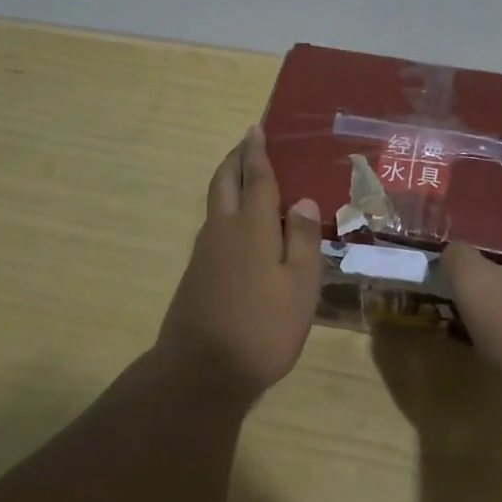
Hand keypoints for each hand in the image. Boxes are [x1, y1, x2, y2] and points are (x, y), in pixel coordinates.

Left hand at [157, 126, 323, 403]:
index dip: (258, 152)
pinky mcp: (196, 274)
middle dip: (235, 159)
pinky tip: (242, 228)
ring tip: (247, 178)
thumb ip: (304, 240)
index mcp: (253, 228)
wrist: (201, 371)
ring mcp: (205, 252)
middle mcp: (224, 230)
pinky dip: (227, 211)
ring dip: (228, 182)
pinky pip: (213, 226)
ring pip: (215, 204)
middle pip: (225, 182)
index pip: (257, 178)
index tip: (257, 129)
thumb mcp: (300, 286)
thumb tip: (304, 201)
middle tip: (248, 144)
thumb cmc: (262, 327)